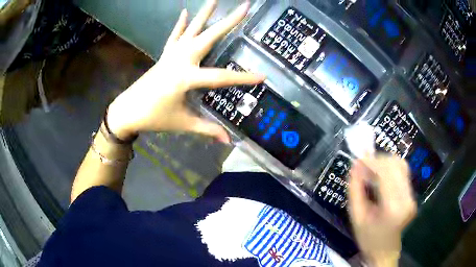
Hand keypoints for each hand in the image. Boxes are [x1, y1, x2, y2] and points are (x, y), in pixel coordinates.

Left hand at [107, 0, 263, 142]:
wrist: (127, 111)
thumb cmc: (154, 118)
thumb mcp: (182, 123)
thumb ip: (206, 129)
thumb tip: (228, 140)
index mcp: (185, 79)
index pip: (221, 77)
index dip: (243, 78)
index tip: (262, 76)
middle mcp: (180, 61)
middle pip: (208, 37)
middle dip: (228, 22)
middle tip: (244, 7)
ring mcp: (171, 55)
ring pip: (191, 30)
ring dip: (205, 13)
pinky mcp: (164, 55)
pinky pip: (175, 36)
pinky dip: (180, 23)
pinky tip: (185, 11)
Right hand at [348, 155, 416, 266]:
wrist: (385, 252)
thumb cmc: (368, 239)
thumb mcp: (356, 217)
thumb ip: (355, 190)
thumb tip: (355, 165)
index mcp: (393, 208)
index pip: (386, 173)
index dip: (372, 161)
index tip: (358, 158)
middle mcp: (407, 199)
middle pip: (396, 165)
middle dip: (378, 160)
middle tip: (362, 164)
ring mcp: (412, 196)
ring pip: (401, 165)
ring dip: (385, 162)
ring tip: (371, 169)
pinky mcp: (412, 194)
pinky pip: (403, 172)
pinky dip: (390, 168)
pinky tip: (381, 174)